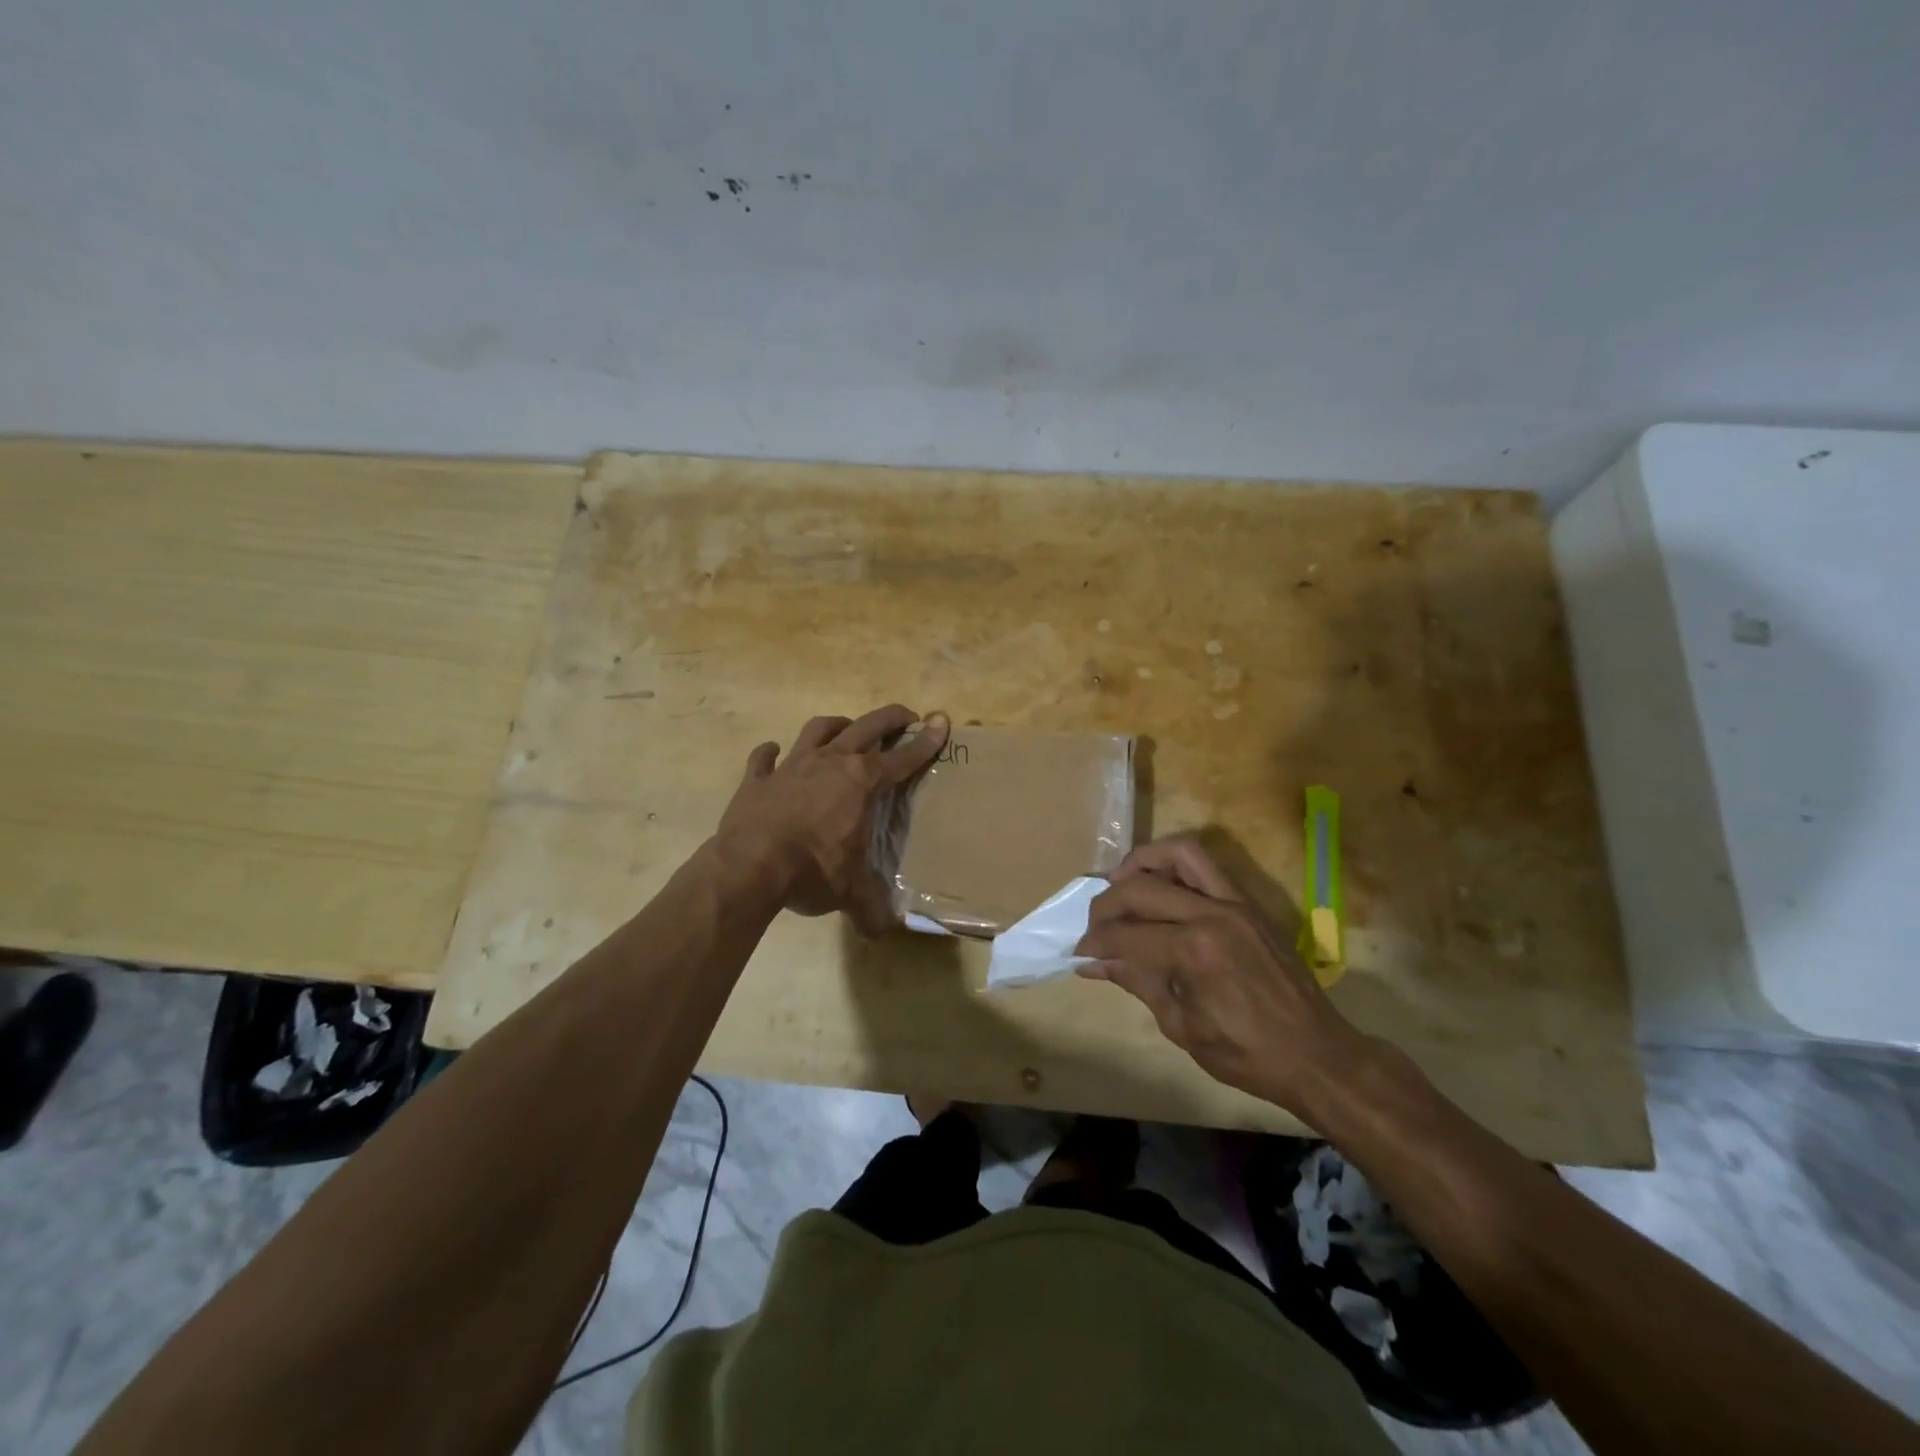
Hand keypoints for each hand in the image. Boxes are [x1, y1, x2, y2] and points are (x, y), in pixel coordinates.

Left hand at [714, 705, 948, 931]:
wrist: (749, 867)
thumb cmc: (811, 871)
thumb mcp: (850, 891)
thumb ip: (870, 906)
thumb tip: (882, 931)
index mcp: (861, 782)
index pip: (902, 758)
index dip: (926, 742)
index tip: (940, 722)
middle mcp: (830, 763)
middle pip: (866, 726)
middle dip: (890, 718)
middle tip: (904, 717)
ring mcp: (791, 766)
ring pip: (818, 729)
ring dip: (836, 725)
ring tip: (845, 728)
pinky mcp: (758, 779)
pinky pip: (764, 758)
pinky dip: (770, 754)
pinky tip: (773, 753)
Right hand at [1075, 835, 1369, 1117]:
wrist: (1316, 1055)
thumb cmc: (1245, 1053)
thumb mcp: (1181, 1026)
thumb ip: (1136, 982)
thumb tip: (1093, 964)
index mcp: (1194, 952)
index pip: (1126, 933)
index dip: (1095, 941)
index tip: (1079, 952)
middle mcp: (1212, 915)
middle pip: (1141, 886)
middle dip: (1106, 903)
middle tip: (1094, 925)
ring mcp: (1235, 904)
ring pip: (1180, 853)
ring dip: (1142, 861)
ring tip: (1121, 882)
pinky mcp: (1249, 904)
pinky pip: (1207, 867)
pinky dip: (1175, 867)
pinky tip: (1159, 888)